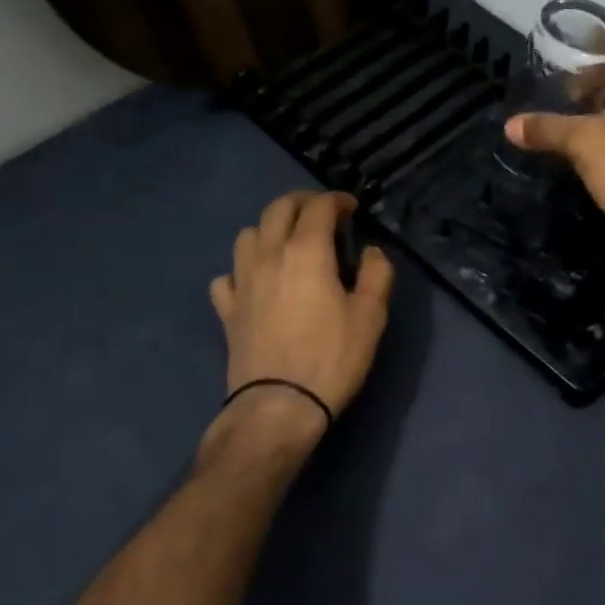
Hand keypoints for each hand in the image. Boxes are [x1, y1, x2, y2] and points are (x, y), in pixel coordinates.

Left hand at [209, 191, 394, 442]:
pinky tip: (256, 282)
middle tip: (321, 212)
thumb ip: (377, 274)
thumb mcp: (371, 316)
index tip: (352, 207)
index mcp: (306, 251)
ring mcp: (242, 281)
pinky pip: (228, 276)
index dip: (337, 200)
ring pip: (248, 235)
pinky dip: (243, 270)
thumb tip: (371, 252)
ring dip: (269, 229)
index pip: (319, 207)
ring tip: (288, 242)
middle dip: (301, 202)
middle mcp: (269, 255)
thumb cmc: (332, 358)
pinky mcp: (227, 309)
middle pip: (277, 209)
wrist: (278, 405)